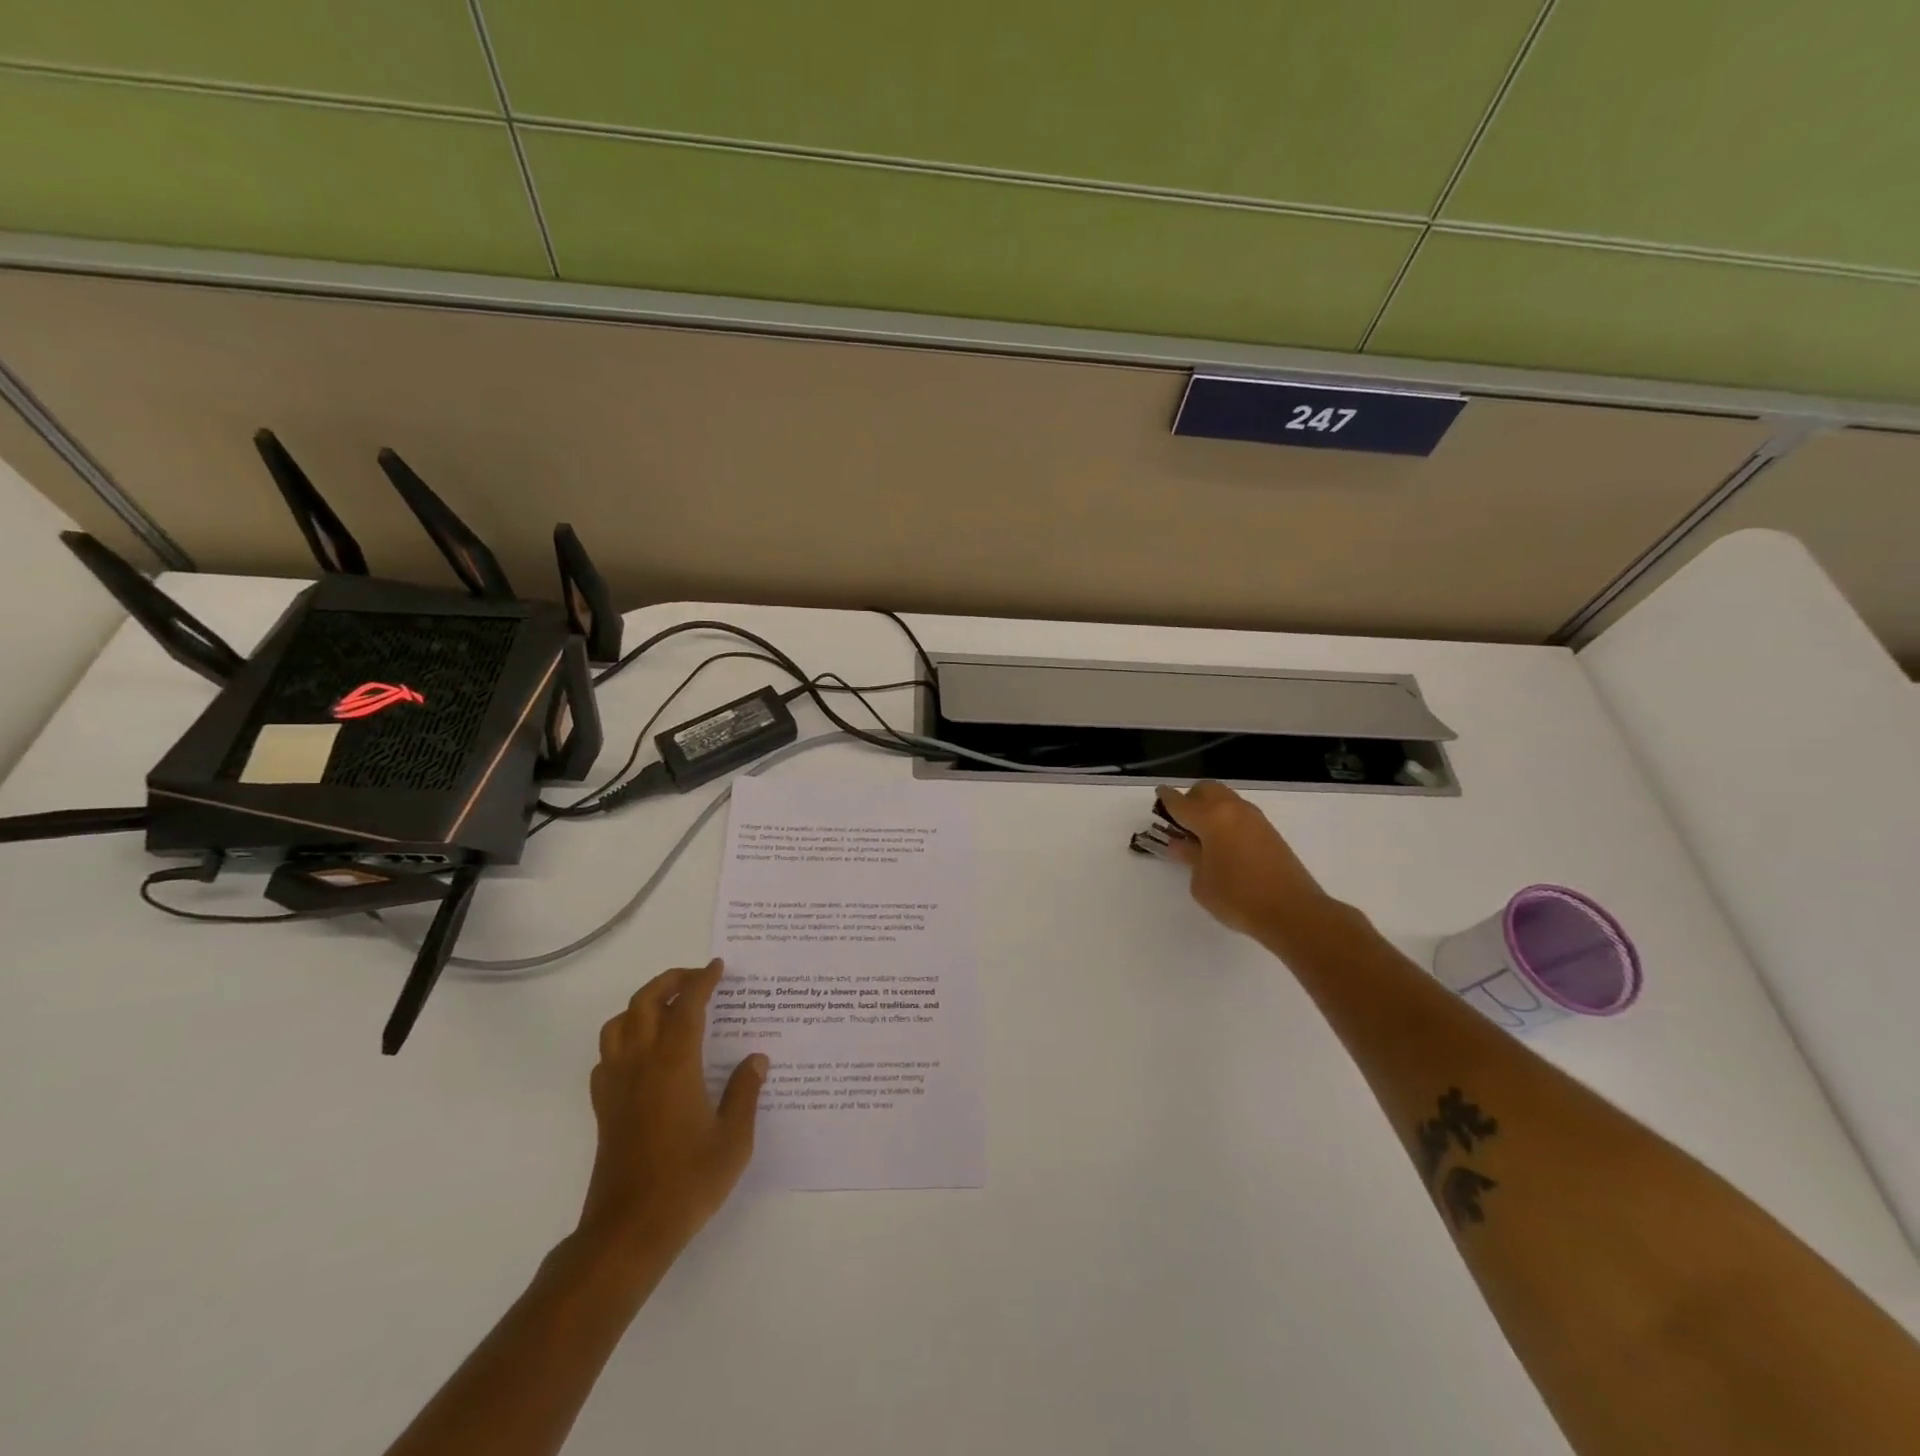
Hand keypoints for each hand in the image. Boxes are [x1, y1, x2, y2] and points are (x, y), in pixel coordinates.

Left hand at [577, 959, 766, 1263]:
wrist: (629, 1231)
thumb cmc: (687, 1182)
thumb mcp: (733, 1139)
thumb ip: (744, 1092)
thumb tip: (755, 1059)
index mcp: (674, 1064)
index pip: (687, 1006)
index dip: (702, 981)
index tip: (718, 967)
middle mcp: (640, 1063)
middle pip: (645, 1002)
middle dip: (670, 981)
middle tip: (696, 978)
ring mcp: (616, 1085)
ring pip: (619, 1023)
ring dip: (642, 1004)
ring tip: (668, 1007)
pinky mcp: (604, 1107)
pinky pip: (607, 1055)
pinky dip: (624, 1037)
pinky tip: (643, 1052)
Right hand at [1155, 781, 1333, 940]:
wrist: (1293, 911)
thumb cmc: (1238, 897)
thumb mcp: (1201, 882)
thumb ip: (1189, 857)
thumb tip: (1181, 844)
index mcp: (1211, 818)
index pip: (1180, 802)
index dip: (1166, 798)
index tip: (1158, 794)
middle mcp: (1233, 810)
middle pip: (1206, 790)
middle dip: (1190, 799)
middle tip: (1181, 822)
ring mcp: (1254, 818)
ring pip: (1225, 799)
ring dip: (1210, 808)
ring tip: (1201, 835)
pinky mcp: (1269, 831)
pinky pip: (1239, 814)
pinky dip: (1226, 819)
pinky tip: (1223, 843)